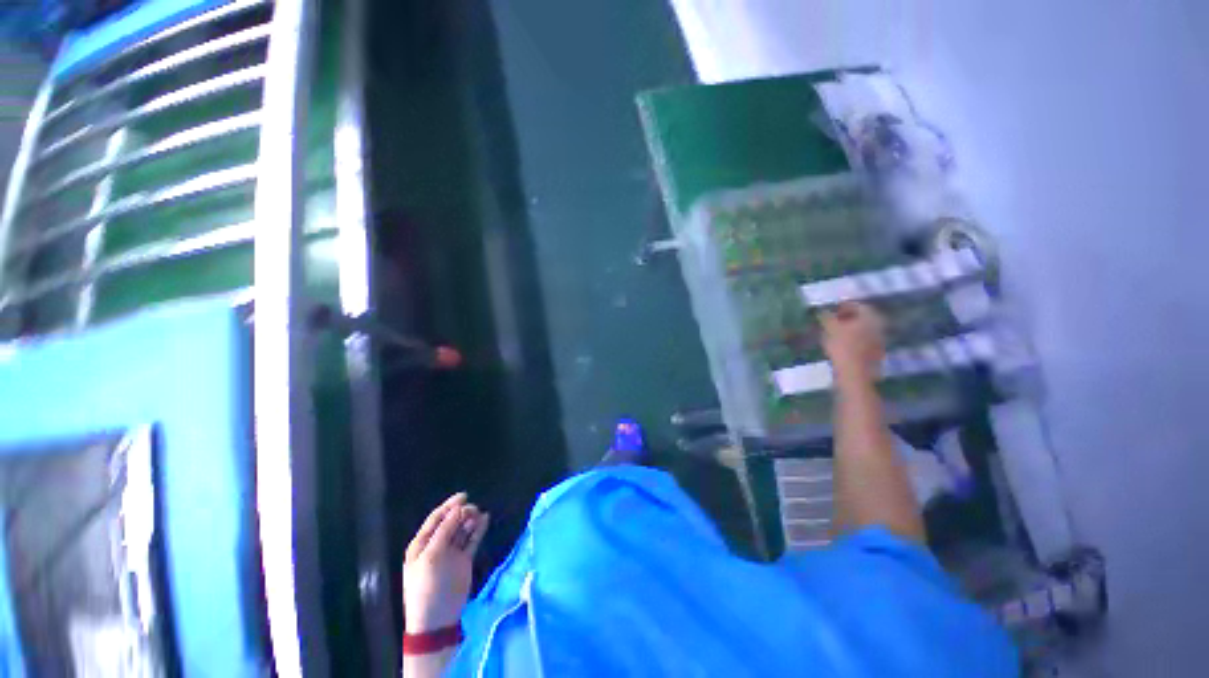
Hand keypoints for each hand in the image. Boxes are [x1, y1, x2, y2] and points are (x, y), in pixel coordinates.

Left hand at [403, 493, 489, 632]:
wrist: (437, 619)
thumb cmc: (427, 586)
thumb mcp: (431, 557)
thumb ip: (444, 531)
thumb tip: (457, 509)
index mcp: (422, 544)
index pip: (436, 519)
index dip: (449, 506)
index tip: (464, 496)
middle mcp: (436, 545)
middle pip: (450, 522)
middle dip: (461, 513)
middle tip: (473, 510)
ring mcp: (451, 553)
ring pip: (462, 529)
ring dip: (470, 520)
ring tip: (479, 515)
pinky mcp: (464, 560)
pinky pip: (472, 540)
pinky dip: (478, 529)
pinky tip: (485, 519)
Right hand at [819, 302, 885, 380]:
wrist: (855, 373)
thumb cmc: (842, 346)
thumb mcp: (829, 328)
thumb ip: (826, 317)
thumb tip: (821, 310)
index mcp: (870, 316)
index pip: (857, 305)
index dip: (843, 305)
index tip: (831, 309)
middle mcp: (878, 325)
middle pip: (862, 316)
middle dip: (847, 317)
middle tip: (832, 320)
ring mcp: (880, 339)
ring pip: (863, 328)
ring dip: (850, 328)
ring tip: (834, 332)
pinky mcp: (876, 351)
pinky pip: (864, 339)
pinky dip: (853, 338)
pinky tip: (842, 343)